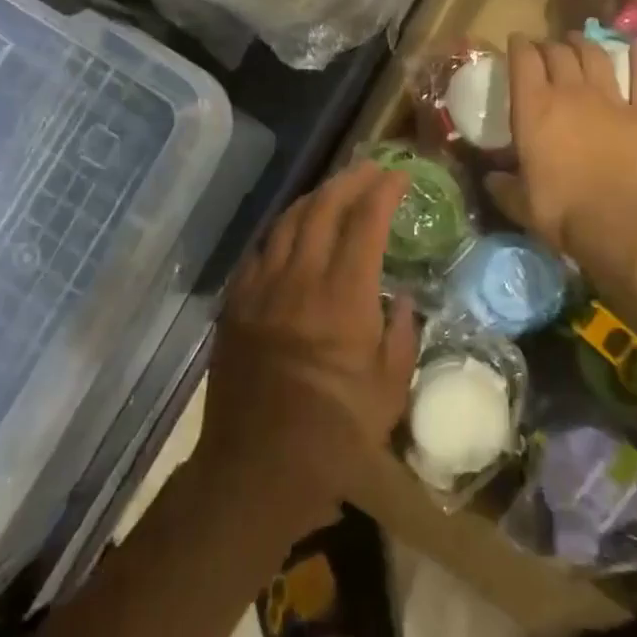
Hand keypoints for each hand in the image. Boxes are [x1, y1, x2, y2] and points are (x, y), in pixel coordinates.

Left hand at [200, 162, 419, 525]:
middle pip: (323, 207)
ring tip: (335, 189)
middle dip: (350, 179)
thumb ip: (400, 333)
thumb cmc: (334, 437)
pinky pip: (261, 248)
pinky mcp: (236, 302)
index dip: (384, 191)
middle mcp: (300, 279)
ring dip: (315, 197)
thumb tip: (400, 297)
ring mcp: (261, 287)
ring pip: (288, 220)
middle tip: (370, 168)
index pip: (366, 222)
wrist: (256, 469)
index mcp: (344, 298)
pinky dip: (284, 228)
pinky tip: (294, 230)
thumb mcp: (390, 390)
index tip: (399, 175)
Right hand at [486, 33, 636, 282]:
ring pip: (596, 56)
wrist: (621, 221)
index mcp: (533, 108)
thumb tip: (491, 180)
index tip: (515, 42)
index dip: (518, 45)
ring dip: (584, 44)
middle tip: (545, 48)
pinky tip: (636, 46)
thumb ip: (503, 186)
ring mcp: (612, 98)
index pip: (522, 60)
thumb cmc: (562, 211)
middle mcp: (570, 92)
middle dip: (549, 45)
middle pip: (558, 52)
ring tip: (578, 41)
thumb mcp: (520, 202)